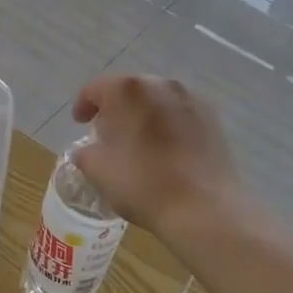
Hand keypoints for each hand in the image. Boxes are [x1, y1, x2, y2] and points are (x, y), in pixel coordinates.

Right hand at [70, 74, 241, 235]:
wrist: (202, 208)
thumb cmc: (141, 183)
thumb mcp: (96, 169)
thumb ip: (85, 152)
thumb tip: (88, 150)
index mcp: (127, 90)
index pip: (95, 88)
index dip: (83, 105)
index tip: (79, 123)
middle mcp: (160, 84)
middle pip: (129, 89)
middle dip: (115, 107)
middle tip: (106, 132)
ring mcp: (191, 99)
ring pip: (157, 100)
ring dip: (143, 114)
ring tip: (137, 140)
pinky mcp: (212, 118)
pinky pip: (179, 114)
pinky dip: (167, 124)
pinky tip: (165, 148)